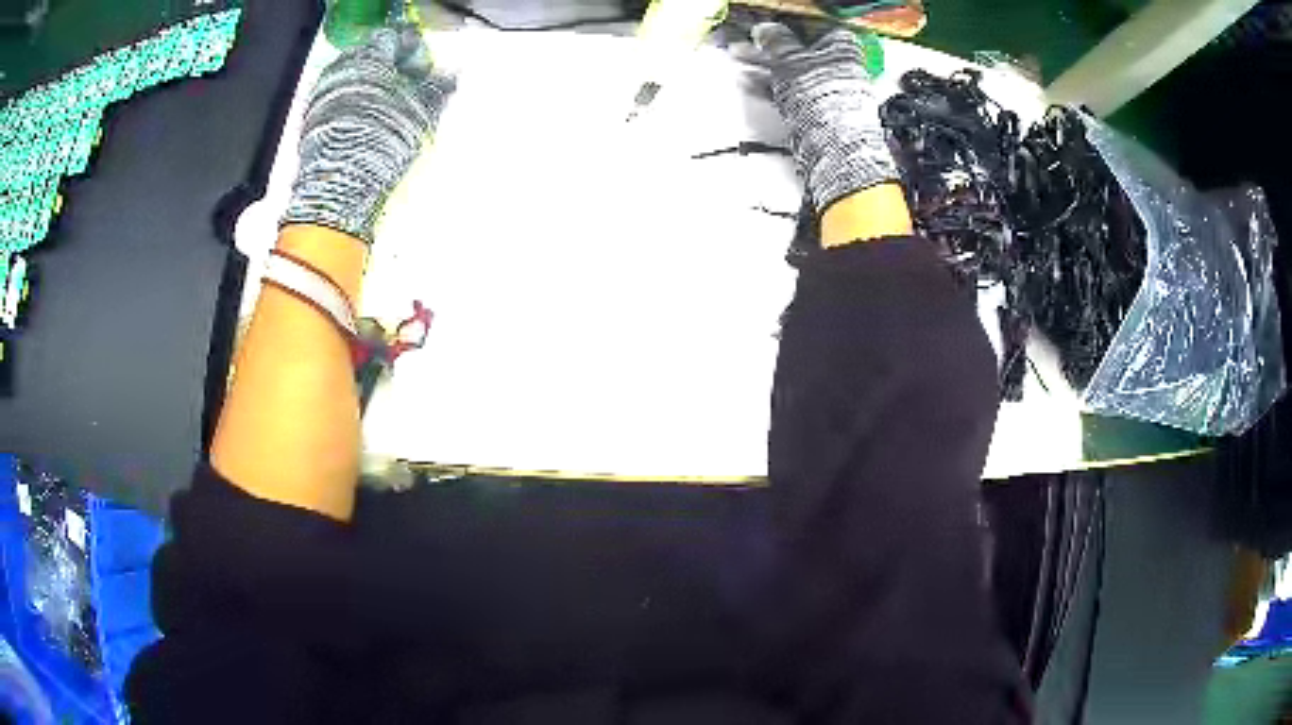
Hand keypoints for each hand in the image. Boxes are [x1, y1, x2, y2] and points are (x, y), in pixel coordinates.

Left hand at [281, 24, 455, 244]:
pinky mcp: (313, 120)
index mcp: (369, 59)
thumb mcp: (420, 112)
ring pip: (355, 78)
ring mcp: (323, 95)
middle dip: (391, 68)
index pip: (396, 39)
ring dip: (373, 87)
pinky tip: (367, 123)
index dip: (414, 51)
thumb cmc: (381, 143)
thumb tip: (451, 74)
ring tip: (389, 109)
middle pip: (371, 57)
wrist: (339, 189)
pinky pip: (340, 99)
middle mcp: (341, 70)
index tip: (424, 69)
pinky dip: (356, 104)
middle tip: (409, 88)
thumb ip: (437, 87)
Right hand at [751, 23, 897, 213]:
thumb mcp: (791, 60)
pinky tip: (748, 81)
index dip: (786, 23)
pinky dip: (770, 84)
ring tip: (737, 59)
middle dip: (768, 45)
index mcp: (840, 45)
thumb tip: (765, 29)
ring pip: (790, 69)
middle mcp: (838, 64)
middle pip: (798, 48)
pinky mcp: (817, 107)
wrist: (832, 143)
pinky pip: (790, 89)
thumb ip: (776, 42)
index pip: (812, 25)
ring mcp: (827, 87)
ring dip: (763, 64)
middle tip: (744, 41)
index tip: (764, 23)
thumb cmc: (821, 95)